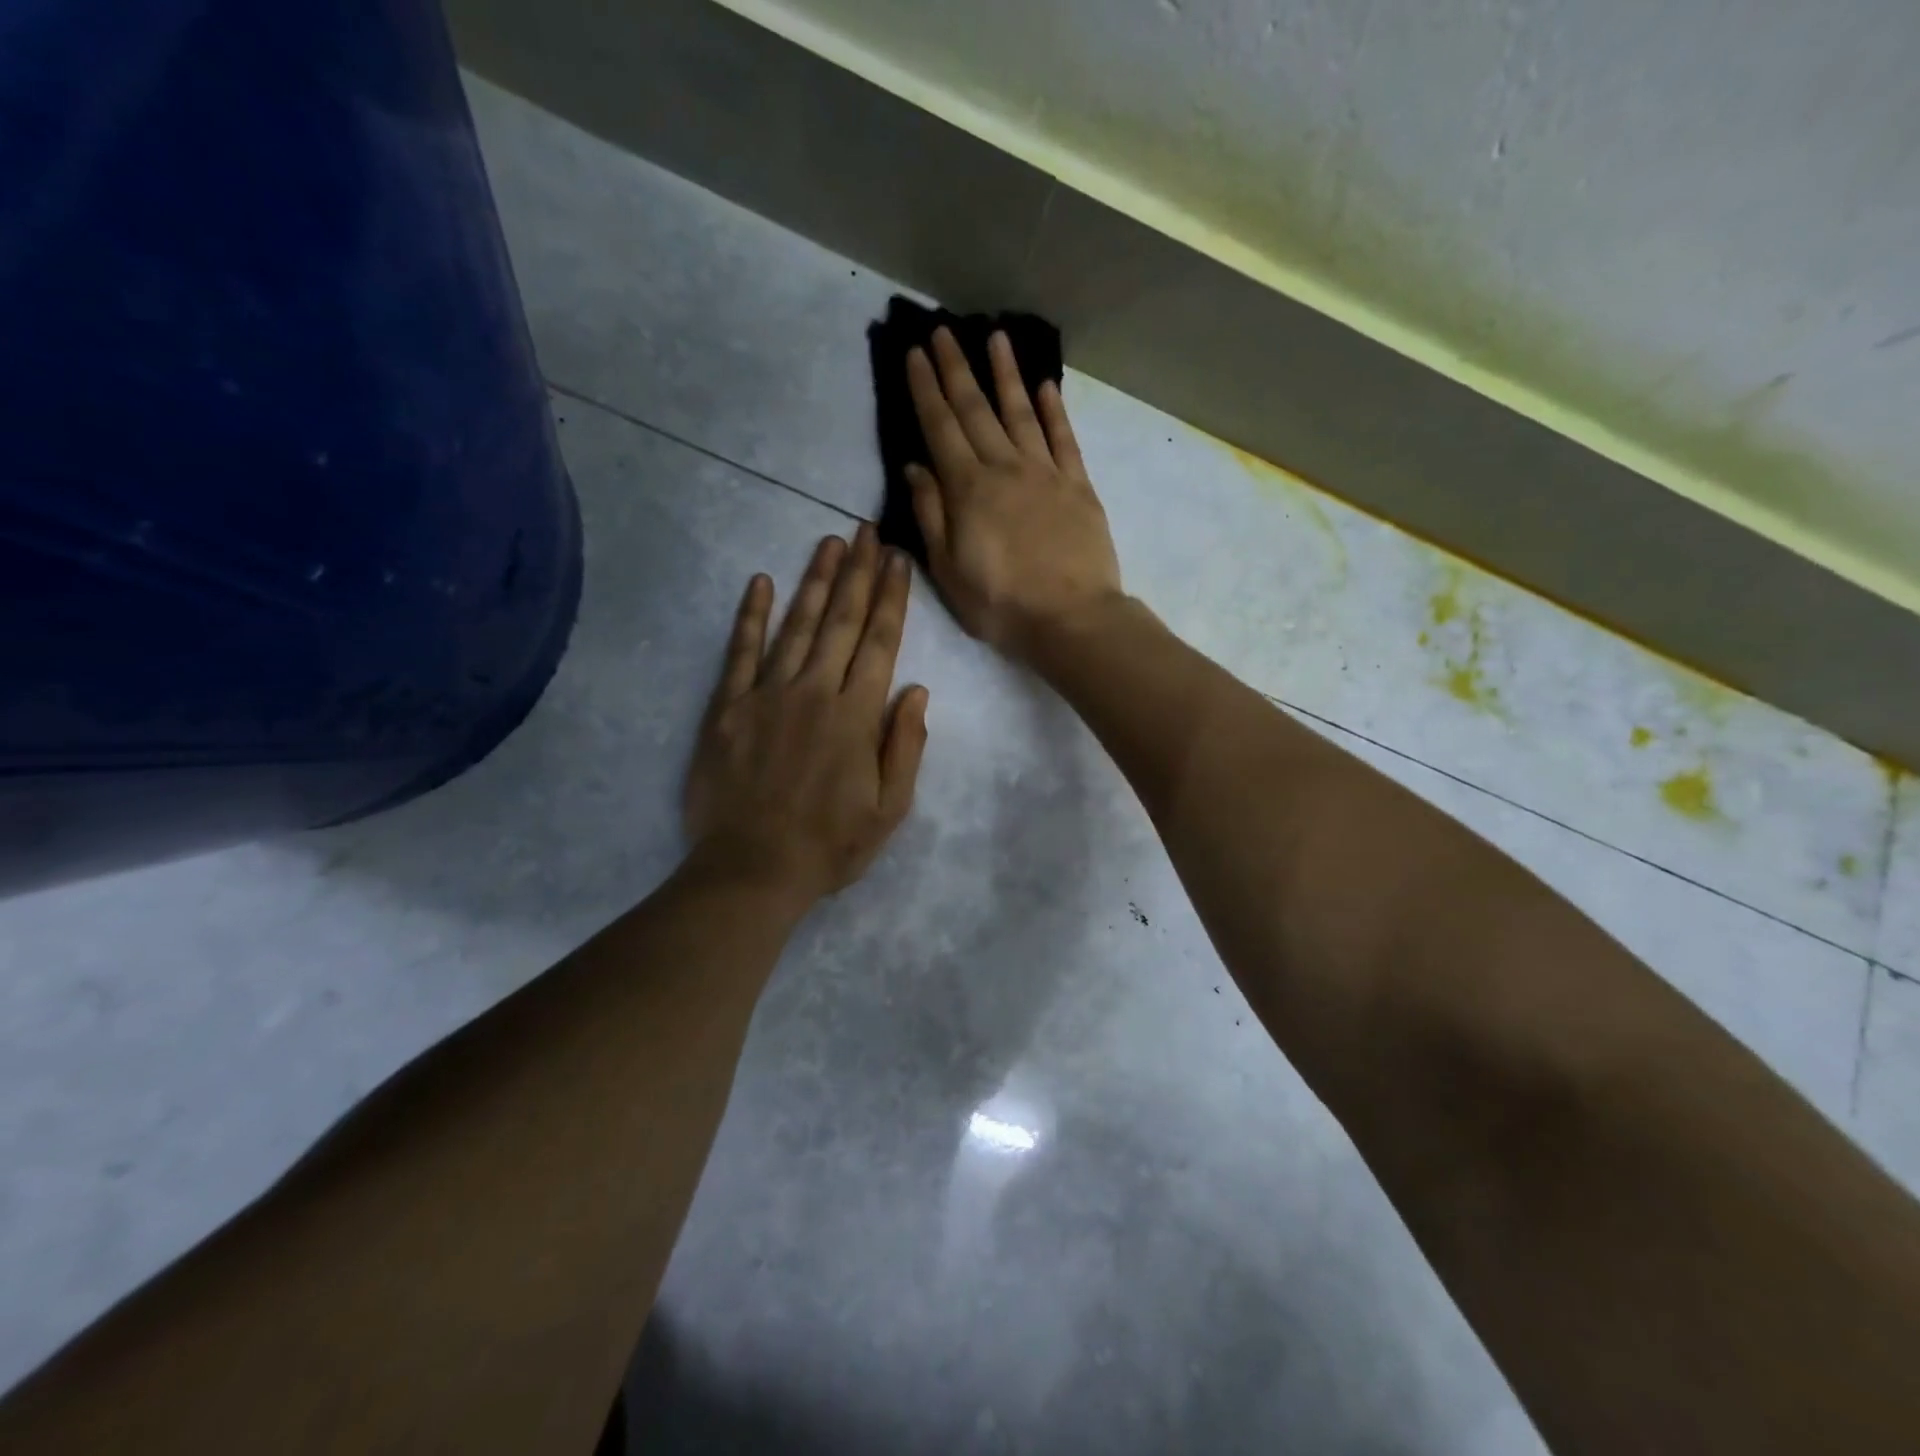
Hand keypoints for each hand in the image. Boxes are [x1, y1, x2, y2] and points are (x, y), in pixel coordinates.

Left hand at [684, 526, 928, 906]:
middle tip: (867, 530)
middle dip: (858, 572)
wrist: (751, 870)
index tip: (897, 560)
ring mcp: (766, 695)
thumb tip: (915, 690)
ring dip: (815, 580)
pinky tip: (760, 582)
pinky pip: (740, 652)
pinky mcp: (727, 707)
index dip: (891, 598)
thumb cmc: (830, 846)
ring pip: (796, 625)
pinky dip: (750, 616)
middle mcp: (814, 692)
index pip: (879, 642)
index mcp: (856, 716)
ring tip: (829, 541)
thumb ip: (905, 745)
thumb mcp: (890, 809)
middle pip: (841, 621)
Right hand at [904, 327, 1122, 657]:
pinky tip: (1044, 386)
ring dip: (1005, 374)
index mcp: (968, 489)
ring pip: (1021, 412)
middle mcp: (1005, 468)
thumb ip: (930, 515)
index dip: (925, 389)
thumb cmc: (1001, 604)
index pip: (940, 428)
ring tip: (995, 337)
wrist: (1071, 619)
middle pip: (976, 410)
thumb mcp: (948, 570)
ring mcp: (1046, 473)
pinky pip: (1064, 438)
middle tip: (942, 330)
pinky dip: (1053, 410)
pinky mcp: (1078, 486)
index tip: (915, 353)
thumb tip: (914, 467)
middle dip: (956, 369)